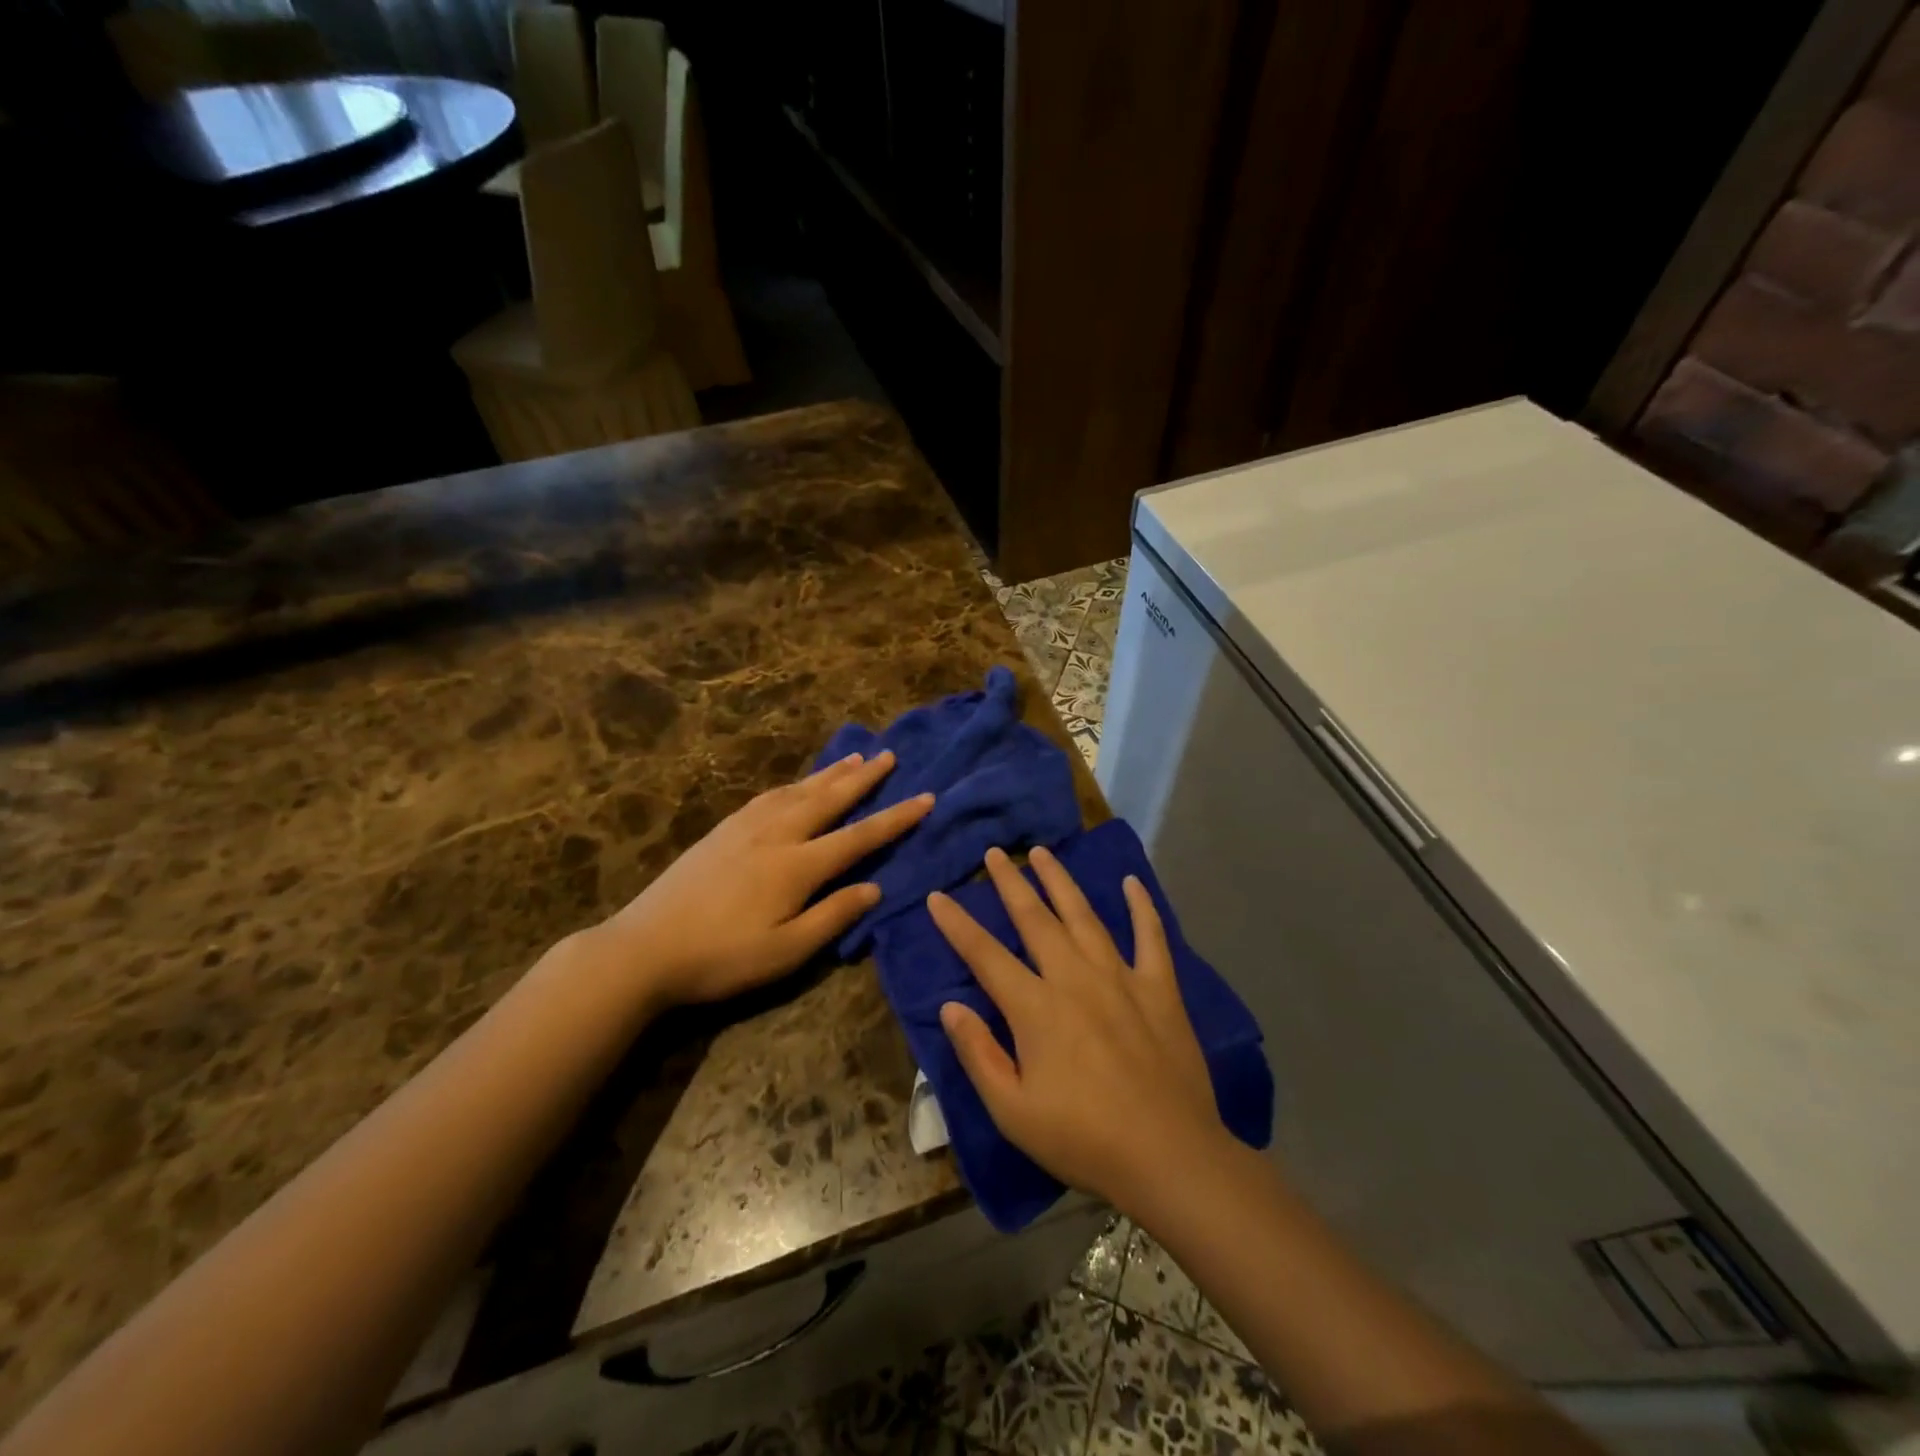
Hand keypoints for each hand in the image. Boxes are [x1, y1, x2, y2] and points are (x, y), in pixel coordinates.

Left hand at [600, 750, 932, 1007]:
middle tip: (889, 755)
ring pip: (799, 790)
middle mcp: (777, 834)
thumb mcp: (786, 952)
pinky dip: (794, 783)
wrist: (645, 948)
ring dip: (830, 773)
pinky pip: (769, 795)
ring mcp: (746, 828)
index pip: (860, 836)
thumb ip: (833, 916)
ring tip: (854, 757)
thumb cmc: (721, 958)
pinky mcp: (722, 830)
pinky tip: (797, 784)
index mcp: (798, 866)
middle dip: (863, 777)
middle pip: (829, 798)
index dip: (896, 818)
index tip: (927, 797)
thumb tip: (874, 888)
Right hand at [928, 845, 1225, 1213]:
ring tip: (1043, 852)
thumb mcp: (1014, 1111)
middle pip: (1035, 919)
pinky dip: (1141, 907)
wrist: (1170, 1156)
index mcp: (1036, 1008)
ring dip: (1060, 881)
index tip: (937, 896)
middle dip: (1010, 883)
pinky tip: (1132, 883)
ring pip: (1084, 915)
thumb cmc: (1084, 1139)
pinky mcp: (1160, 987)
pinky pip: (1151, 936)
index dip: (957, 924)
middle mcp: (1075, 978)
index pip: (985, 955)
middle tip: (993, 853)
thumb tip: (950, 1005)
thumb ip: (979, 1054)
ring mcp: (1121, 977)